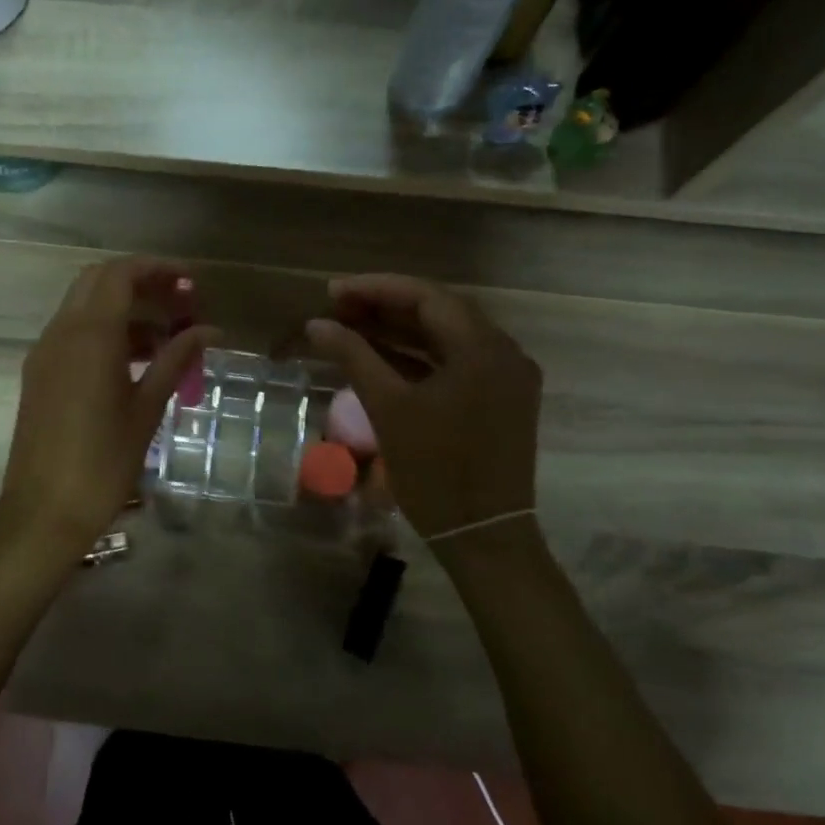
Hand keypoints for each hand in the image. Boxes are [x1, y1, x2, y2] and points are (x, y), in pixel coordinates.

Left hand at [0, 257, 218, 557]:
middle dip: (139, 283)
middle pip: (98, 281)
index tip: (190, 283)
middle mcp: (61, 333)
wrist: (43, 512)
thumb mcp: (146, 410)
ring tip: (166, 339)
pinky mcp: (38, 374)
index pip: (120, 274)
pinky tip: (135, 362)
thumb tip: (209, 331)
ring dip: (123, 309)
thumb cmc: (103, 463)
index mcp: (90, 336)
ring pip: (84, 307)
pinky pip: (73, 334)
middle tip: (179, 303)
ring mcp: (44, 353)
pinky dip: (104, 332)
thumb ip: (175, 361)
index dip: (157, 269)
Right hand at [306, 274, 539, 538]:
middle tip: (339, 307)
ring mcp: (507, 377)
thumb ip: (353, 357)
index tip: (334, 291)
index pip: (427, 297)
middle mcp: (504, 353)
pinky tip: (383, 356)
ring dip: (402, 331)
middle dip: (387, 306)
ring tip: (353, 326)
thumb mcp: (388, 408)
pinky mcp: (502, 399)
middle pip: (440, 312)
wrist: (483, 536)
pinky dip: (421, 357)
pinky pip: (457, 363)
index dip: (377, 288)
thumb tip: (317, 324)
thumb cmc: (435, 471)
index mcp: (483, 349)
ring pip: (448, 338)